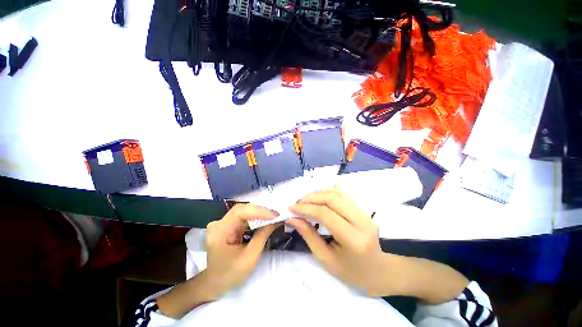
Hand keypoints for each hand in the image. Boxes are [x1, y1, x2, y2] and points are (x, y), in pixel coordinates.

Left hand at [157, 204, 278, 317]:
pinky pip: (243, 217)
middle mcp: (218, 223)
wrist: (214, 283)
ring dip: (259, 213)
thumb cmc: (231, 274)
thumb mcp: (250, 257)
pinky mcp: (226, 225)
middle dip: (260, 210)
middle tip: (276, 214)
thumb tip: (276, 220)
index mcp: (219, 232)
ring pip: (243, 211)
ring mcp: (221, 223)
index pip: (240, 212)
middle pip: (242, 209)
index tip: (275, 215)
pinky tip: (264, 219)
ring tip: (273, 216)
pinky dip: (254, 217)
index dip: (258, 211)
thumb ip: (263, 236)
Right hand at [288, 187, 390, 295]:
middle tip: (297, 203)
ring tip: (305, 200)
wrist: (378, 270)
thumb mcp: (326, 259)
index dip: (306, 208)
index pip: (325, 214)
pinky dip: (327, 191)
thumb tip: (292, 219)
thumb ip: (309, 236)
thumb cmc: (351, 272)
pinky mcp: (362, 208)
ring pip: (337, 192)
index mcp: (353, 239)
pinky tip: (318, 197)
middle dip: (310, 198)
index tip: (291, 208)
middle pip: (331, 198)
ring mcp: (364, 212)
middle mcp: (361, 220)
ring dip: (318, 193)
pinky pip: (343, 193)